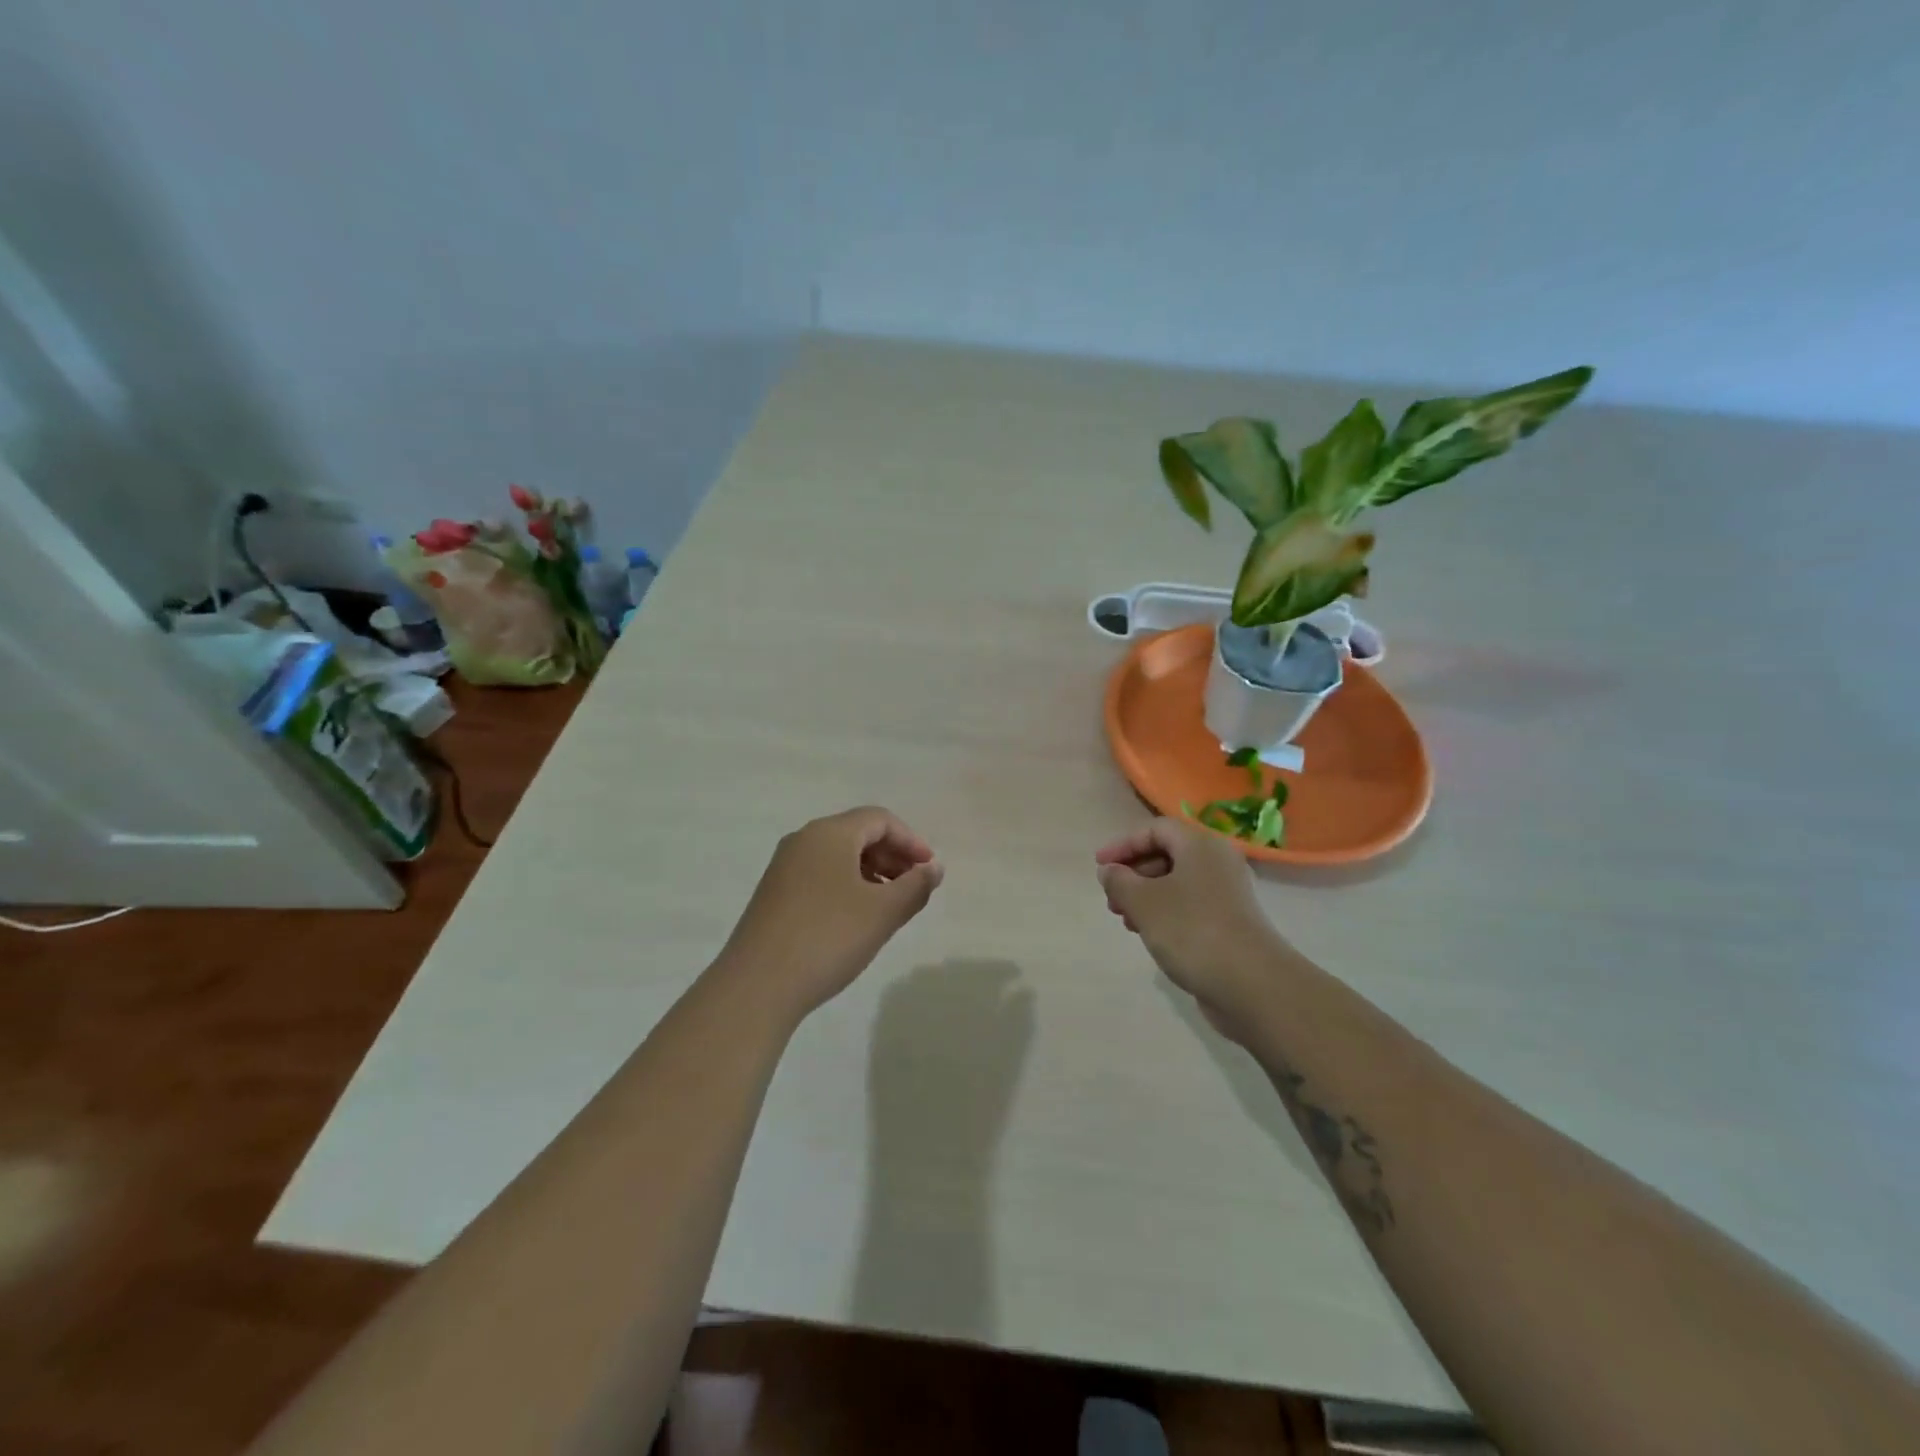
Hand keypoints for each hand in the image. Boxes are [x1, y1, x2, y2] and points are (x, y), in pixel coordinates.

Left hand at [714, 807, 944, 1022]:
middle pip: (858, 834)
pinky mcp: (774, 895)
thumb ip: (915, 886)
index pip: (879, 819)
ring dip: (872, 872)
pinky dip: (848, 886)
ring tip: (891, 905)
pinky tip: (857, 919)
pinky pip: (820, 876)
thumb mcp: (882, 912)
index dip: (911, 840)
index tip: (930, 870)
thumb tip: (934, 868)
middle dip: (892, 855)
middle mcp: (803, 841)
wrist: (757, 986)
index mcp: (829, 834)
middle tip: (915, 887)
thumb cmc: (828, 938)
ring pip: (838, 857)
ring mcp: (783, 868)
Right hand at [1095, 818, 1291, 1043]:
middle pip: (1168, 855)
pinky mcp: (1231, 923)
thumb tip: (1110, 871)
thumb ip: (1120, 881)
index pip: (1156, 829)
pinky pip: (1190, 906)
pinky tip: (1151, 936)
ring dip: (1146, 896)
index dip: (1124, 844)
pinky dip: (1166, 913)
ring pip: (1178, 883)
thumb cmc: (1191, 930)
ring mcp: (1227, 894)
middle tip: (1112, 898)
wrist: (1252, 984)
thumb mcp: (1143, 902)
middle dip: (1134, 873)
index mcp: (1200, 846)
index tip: (1099, 866)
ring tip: (1127, 920)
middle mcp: (1218, 863)